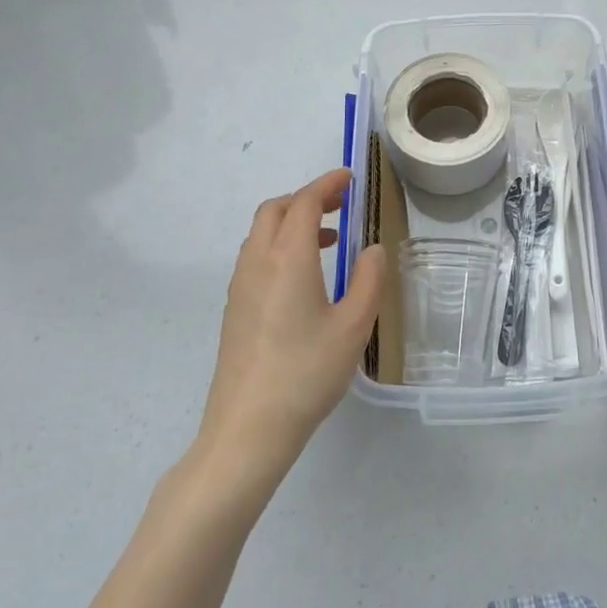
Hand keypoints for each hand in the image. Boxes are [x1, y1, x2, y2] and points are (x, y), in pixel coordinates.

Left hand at [197, 168, 384, 480]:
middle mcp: (257, 262)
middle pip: (275, 210)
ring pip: (261, 233)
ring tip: (327, 241)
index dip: (327, 184)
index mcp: (287, 259)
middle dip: (307, 198)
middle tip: (340, 205)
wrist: (247, 429)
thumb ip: (369, 281)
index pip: (304, 202)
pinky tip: (303, 277)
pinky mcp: (234, 309)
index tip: (350, 178)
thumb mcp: (353, 327)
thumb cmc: (306, 374)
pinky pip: (255, 257)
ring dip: (291, 222)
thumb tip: (372, 250)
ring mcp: (240, 286)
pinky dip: (279, 246)